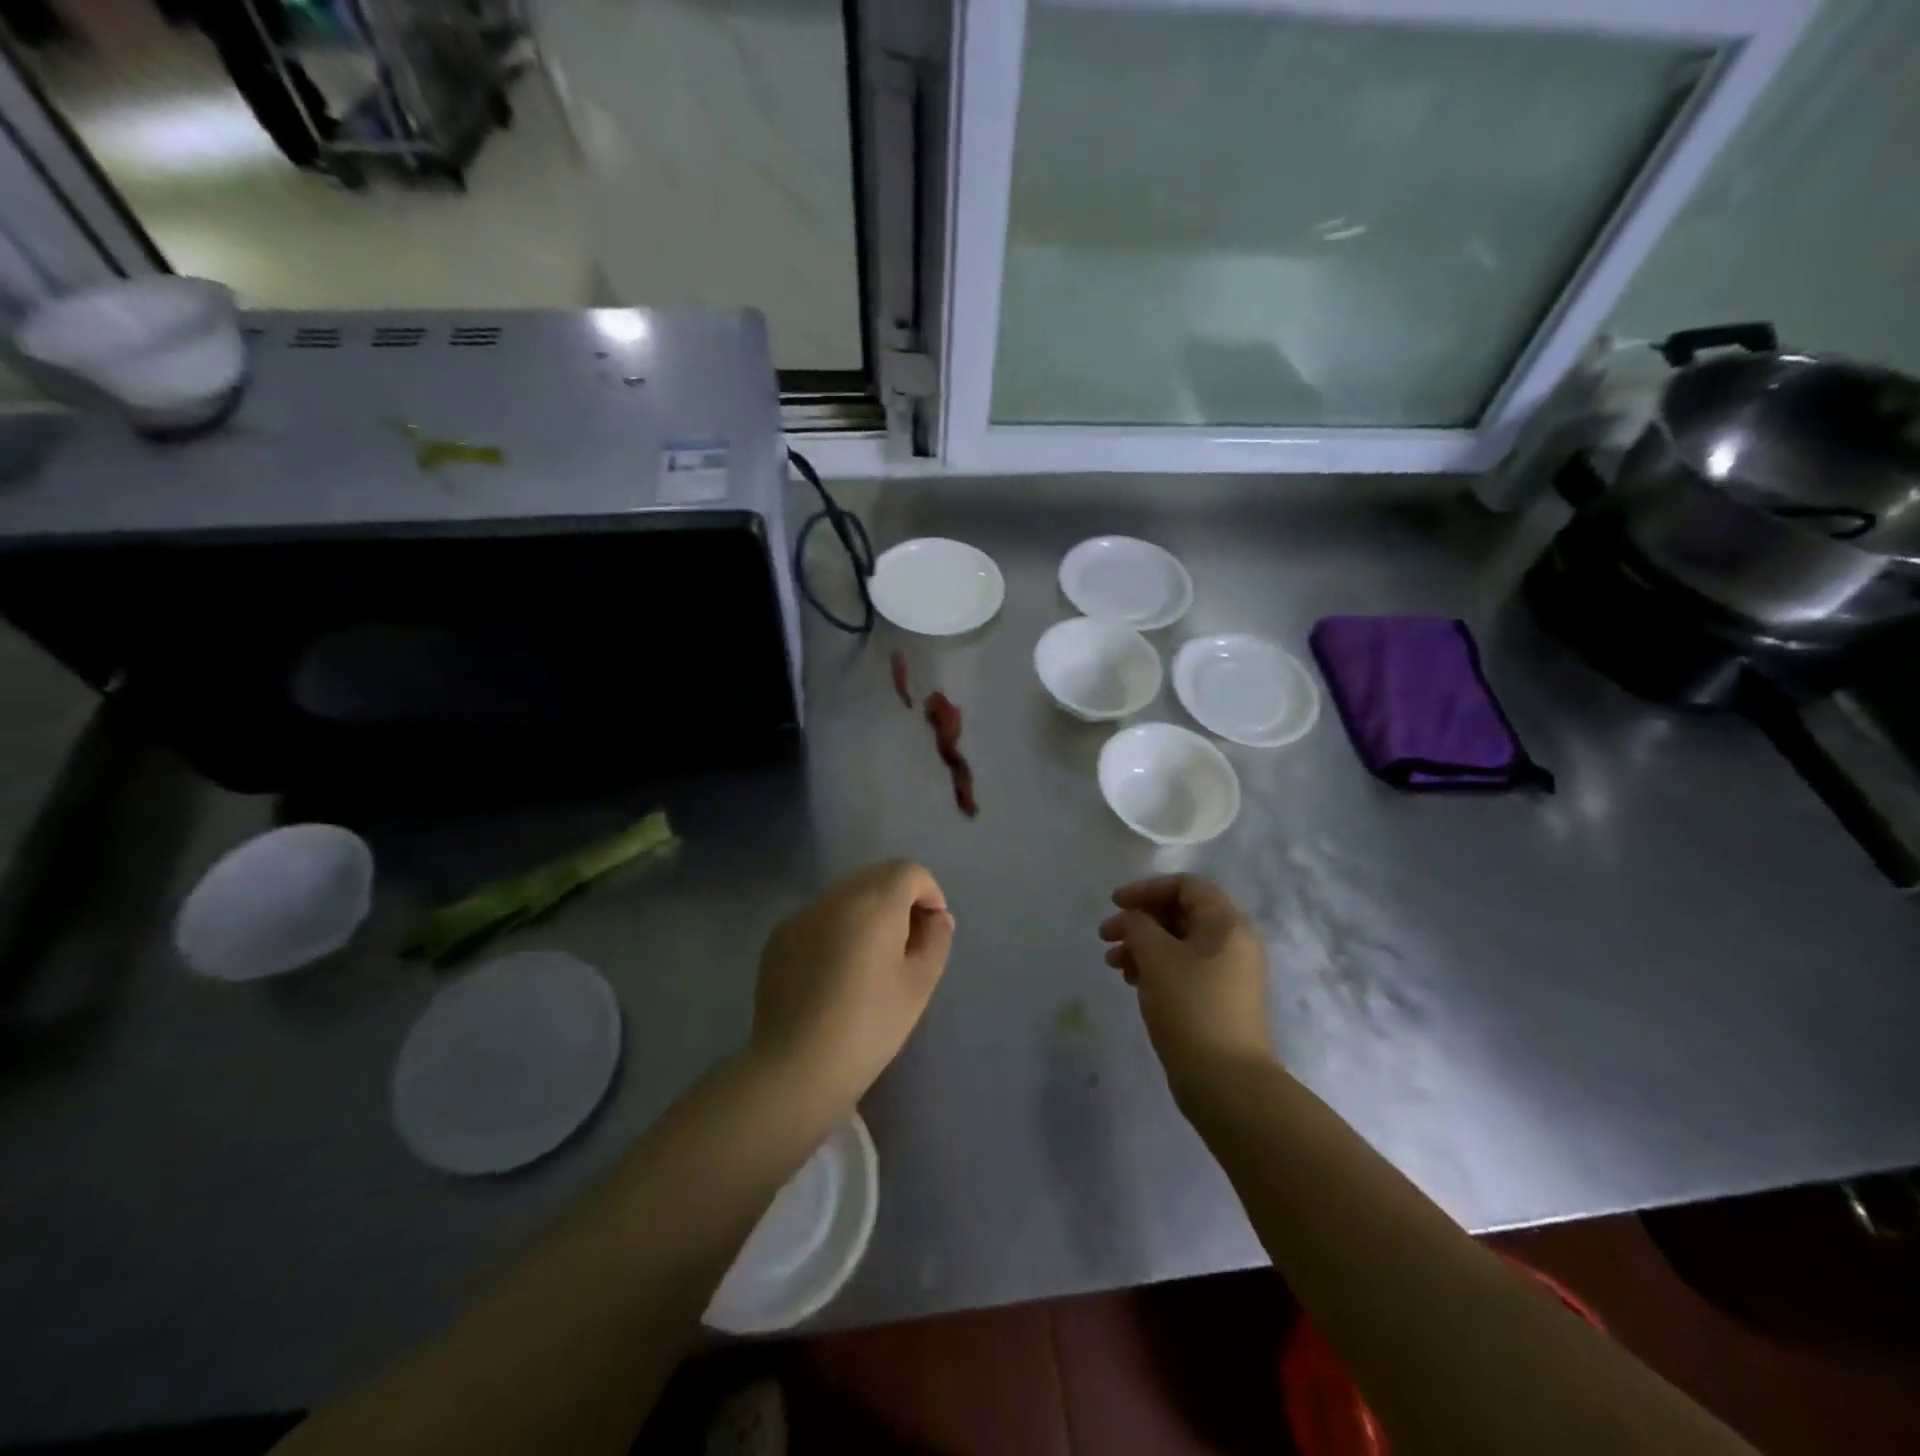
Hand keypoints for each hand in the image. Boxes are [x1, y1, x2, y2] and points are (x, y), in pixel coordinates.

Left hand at [751, 860, 954, 1111]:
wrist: (796, 1067)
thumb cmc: (869, 1026)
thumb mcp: (919, 985)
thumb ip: (936, 940)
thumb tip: (937, 917)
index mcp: (874, 902)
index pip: (909, 872)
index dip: (929, 893)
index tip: (933, 930)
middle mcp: (835, 896)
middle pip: (876, 876)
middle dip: (899, 899)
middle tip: (908, 943)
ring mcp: (802, 914)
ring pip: (846, 895)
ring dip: (867, 911)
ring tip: (872, 958)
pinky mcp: (779, 937)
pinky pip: (819, 917)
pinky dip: (837, 927)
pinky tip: (836, 971)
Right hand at [1099, 876, 1272, 1084]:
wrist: (1227, 1083)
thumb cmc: (1191, 1008)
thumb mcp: (1157, 957)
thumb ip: (1138, 925)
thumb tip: (1132, 918)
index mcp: (1226, 924)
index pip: (1186, 886)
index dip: (1147, 889)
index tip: (1115, 904)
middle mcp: (1233, 943)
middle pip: (1181, 913)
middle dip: (1140, 920)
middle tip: (1106, 936)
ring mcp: (1227, 974)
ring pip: (1178, 944)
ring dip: (1142, 946)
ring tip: (1113, 964)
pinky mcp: (1217, 1000)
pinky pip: (1182, 969)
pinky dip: (1155, 968)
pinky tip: (1131, 982)